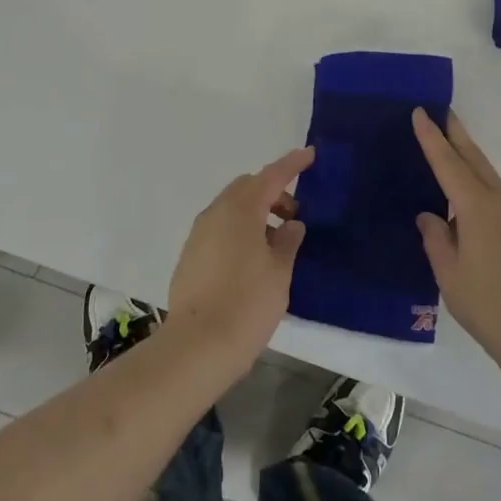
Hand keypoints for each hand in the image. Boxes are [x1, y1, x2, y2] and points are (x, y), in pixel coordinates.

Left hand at [168, 146, 311, 368]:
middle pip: (247, 188)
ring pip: (231, 209)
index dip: (291, 164)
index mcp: (241, 210)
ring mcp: (199, 234)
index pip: (271, 176)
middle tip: (294, 216)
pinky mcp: (190, 255)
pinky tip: (253, 260)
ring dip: (255, 214)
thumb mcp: (279, 272)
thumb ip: (288, 241)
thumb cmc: (247, 304)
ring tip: (277, 244)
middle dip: (272, 193)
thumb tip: (290, 225)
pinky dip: (239, 231)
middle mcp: (215, 213)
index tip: (309, 154)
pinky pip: (219, 229)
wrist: (197, 346)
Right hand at [412, 110, 500, 383]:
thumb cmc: (490, 308)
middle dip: (458, 136)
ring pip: (495, 191)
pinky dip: (496, 217)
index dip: (432, 138)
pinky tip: (492, 246)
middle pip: (477, 161)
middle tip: (446, 114)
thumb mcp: (449, 277)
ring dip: (476, 182)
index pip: (448, 164)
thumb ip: (436, 239)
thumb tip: (431, 216)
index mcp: (477, 210)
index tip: (421, 112)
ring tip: (457, 200)